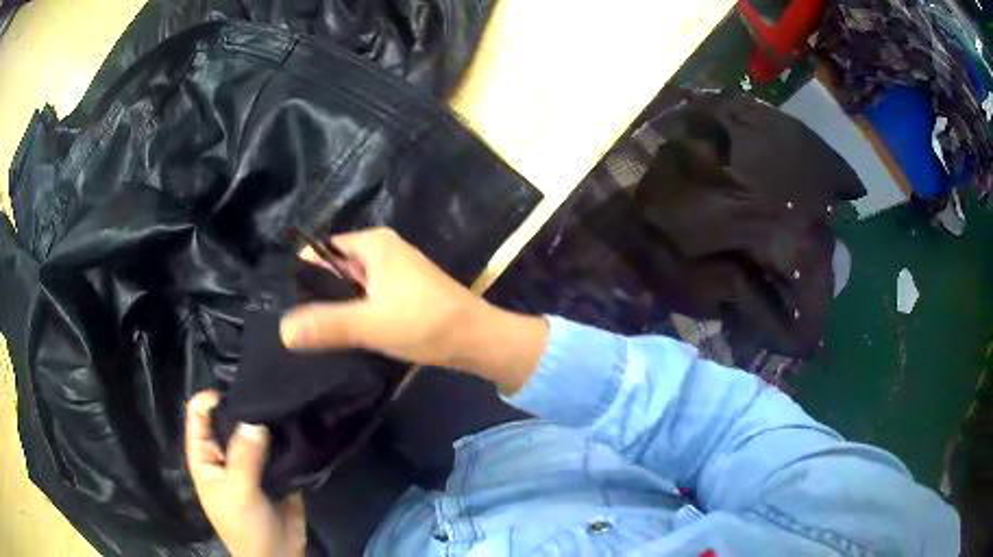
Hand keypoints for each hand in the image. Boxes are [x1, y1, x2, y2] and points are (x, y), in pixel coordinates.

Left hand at [185, 391, 305, 556]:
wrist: (279, 556)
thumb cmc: (245, 527)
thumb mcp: (238, 492)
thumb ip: (244, 457)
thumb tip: (254, 420)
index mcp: (205, 456)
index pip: (198, 415)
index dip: (210, 400)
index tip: (236, 393)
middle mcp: (225, 453)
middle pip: (228, 418)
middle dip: (244, 406)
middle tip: (266, 393)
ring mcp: (250, 461)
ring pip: (254, 431)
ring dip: (266, 421)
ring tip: (284, 404)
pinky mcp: (274, 469)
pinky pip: (277, 447)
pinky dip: (284, 437)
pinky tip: (296, 423)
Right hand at [279, 227, 547, 392]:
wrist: (477, 340)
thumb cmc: (425, 322)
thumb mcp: (370, 323)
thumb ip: (326, 324)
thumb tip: (283, 330)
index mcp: (374, 243)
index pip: (323, 250)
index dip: (304, 274)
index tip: (289, 303)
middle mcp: (384, 250)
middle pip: (336, 267)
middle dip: (319, 292)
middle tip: (300, 323)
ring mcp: (395, 271)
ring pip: (352, 285)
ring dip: (338, 305)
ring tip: (316, 332)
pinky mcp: (403, 292)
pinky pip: (368, 297)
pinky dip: (356, 311)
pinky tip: (346, 333)